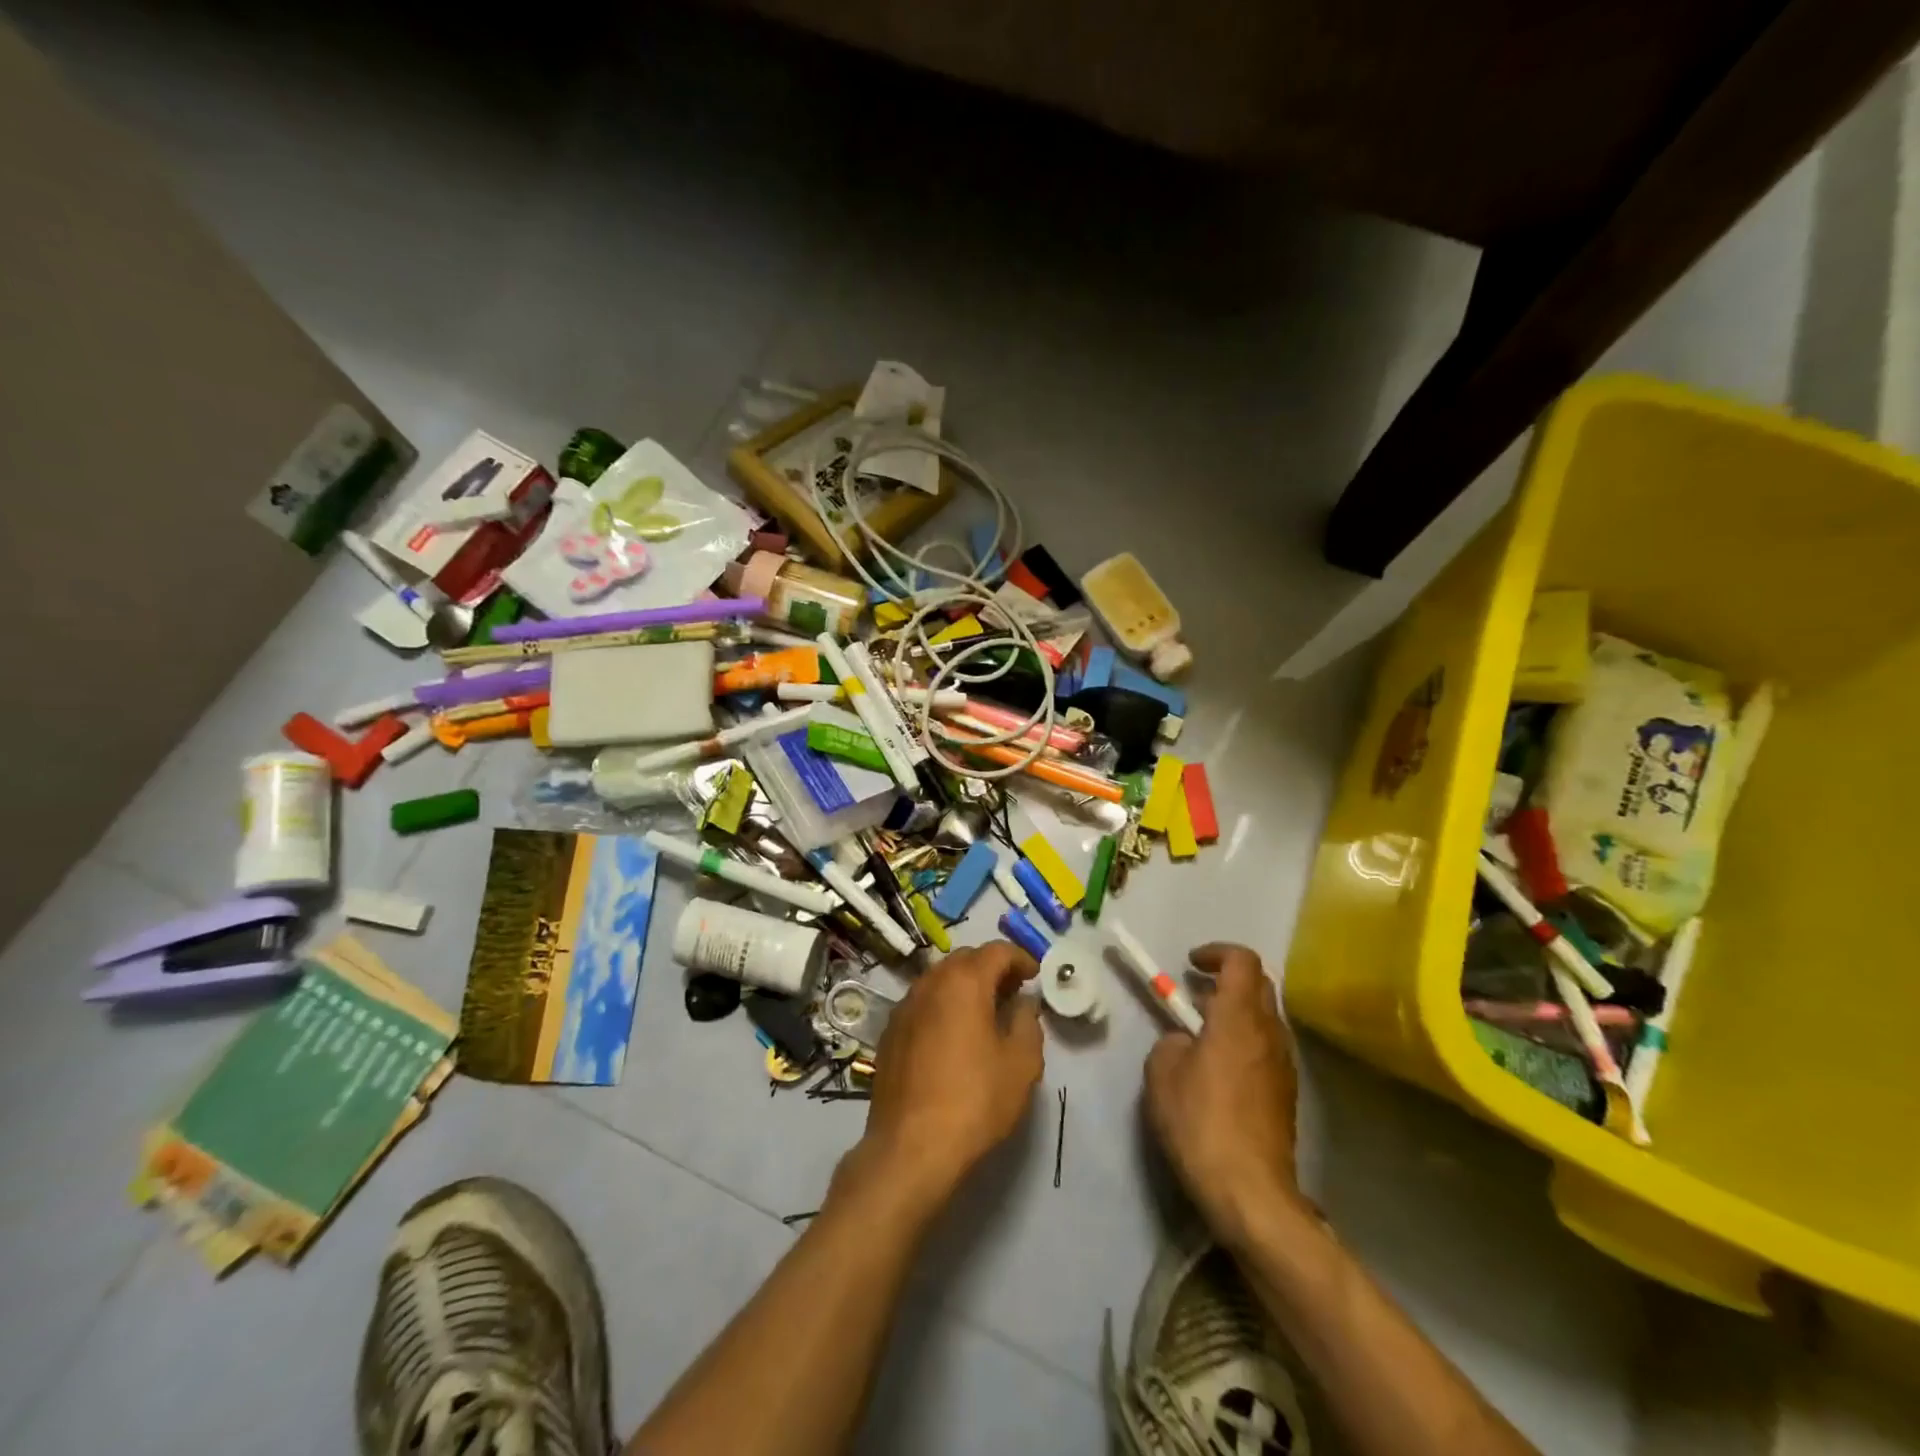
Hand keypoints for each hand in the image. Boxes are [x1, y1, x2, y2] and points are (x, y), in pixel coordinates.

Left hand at [838, 941, 1043, 1218]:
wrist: (911, 1147)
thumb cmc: (975, 1100)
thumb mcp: (1021, 1063)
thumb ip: (1028, 1022)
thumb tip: (1023, 1003)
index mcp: (964, 982)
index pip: (996, 951)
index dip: (1020, 958)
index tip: (1035, 976)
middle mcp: (930, 983)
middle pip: (965, 959)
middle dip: (991, 968)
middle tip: (1012, 992)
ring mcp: (904, 1006)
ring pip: (939, 979)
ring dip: (964, 986)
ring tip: (985, 1013)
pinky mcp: (890, 1032)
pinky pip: (922, 1003)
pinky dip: (942, 1006)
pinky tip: (953, 1036)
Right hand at [1144, 944, 1305, 1246]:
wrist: (1251, 1192)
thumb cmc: (1200, 1122)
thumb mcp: (1162, 1073)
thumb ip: (1172, 1042)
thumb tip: (1187, 1042)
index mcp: (1239, 1017)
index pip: (1242, 961)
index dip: (1216, 952)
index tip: (1190, 964)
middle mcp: (1269, 1032)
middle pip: (1259, 984)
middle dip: (1226, 979)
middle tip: (1194, 996)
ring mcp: (1284, 1064)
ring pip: (1265, 1017)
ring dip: (1236, 1012)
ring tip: (1202, 1035)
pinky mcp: (1287, 1093)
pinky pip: (1267, 1048)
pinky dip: (1245, 1041)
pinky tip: (1219, 1070)